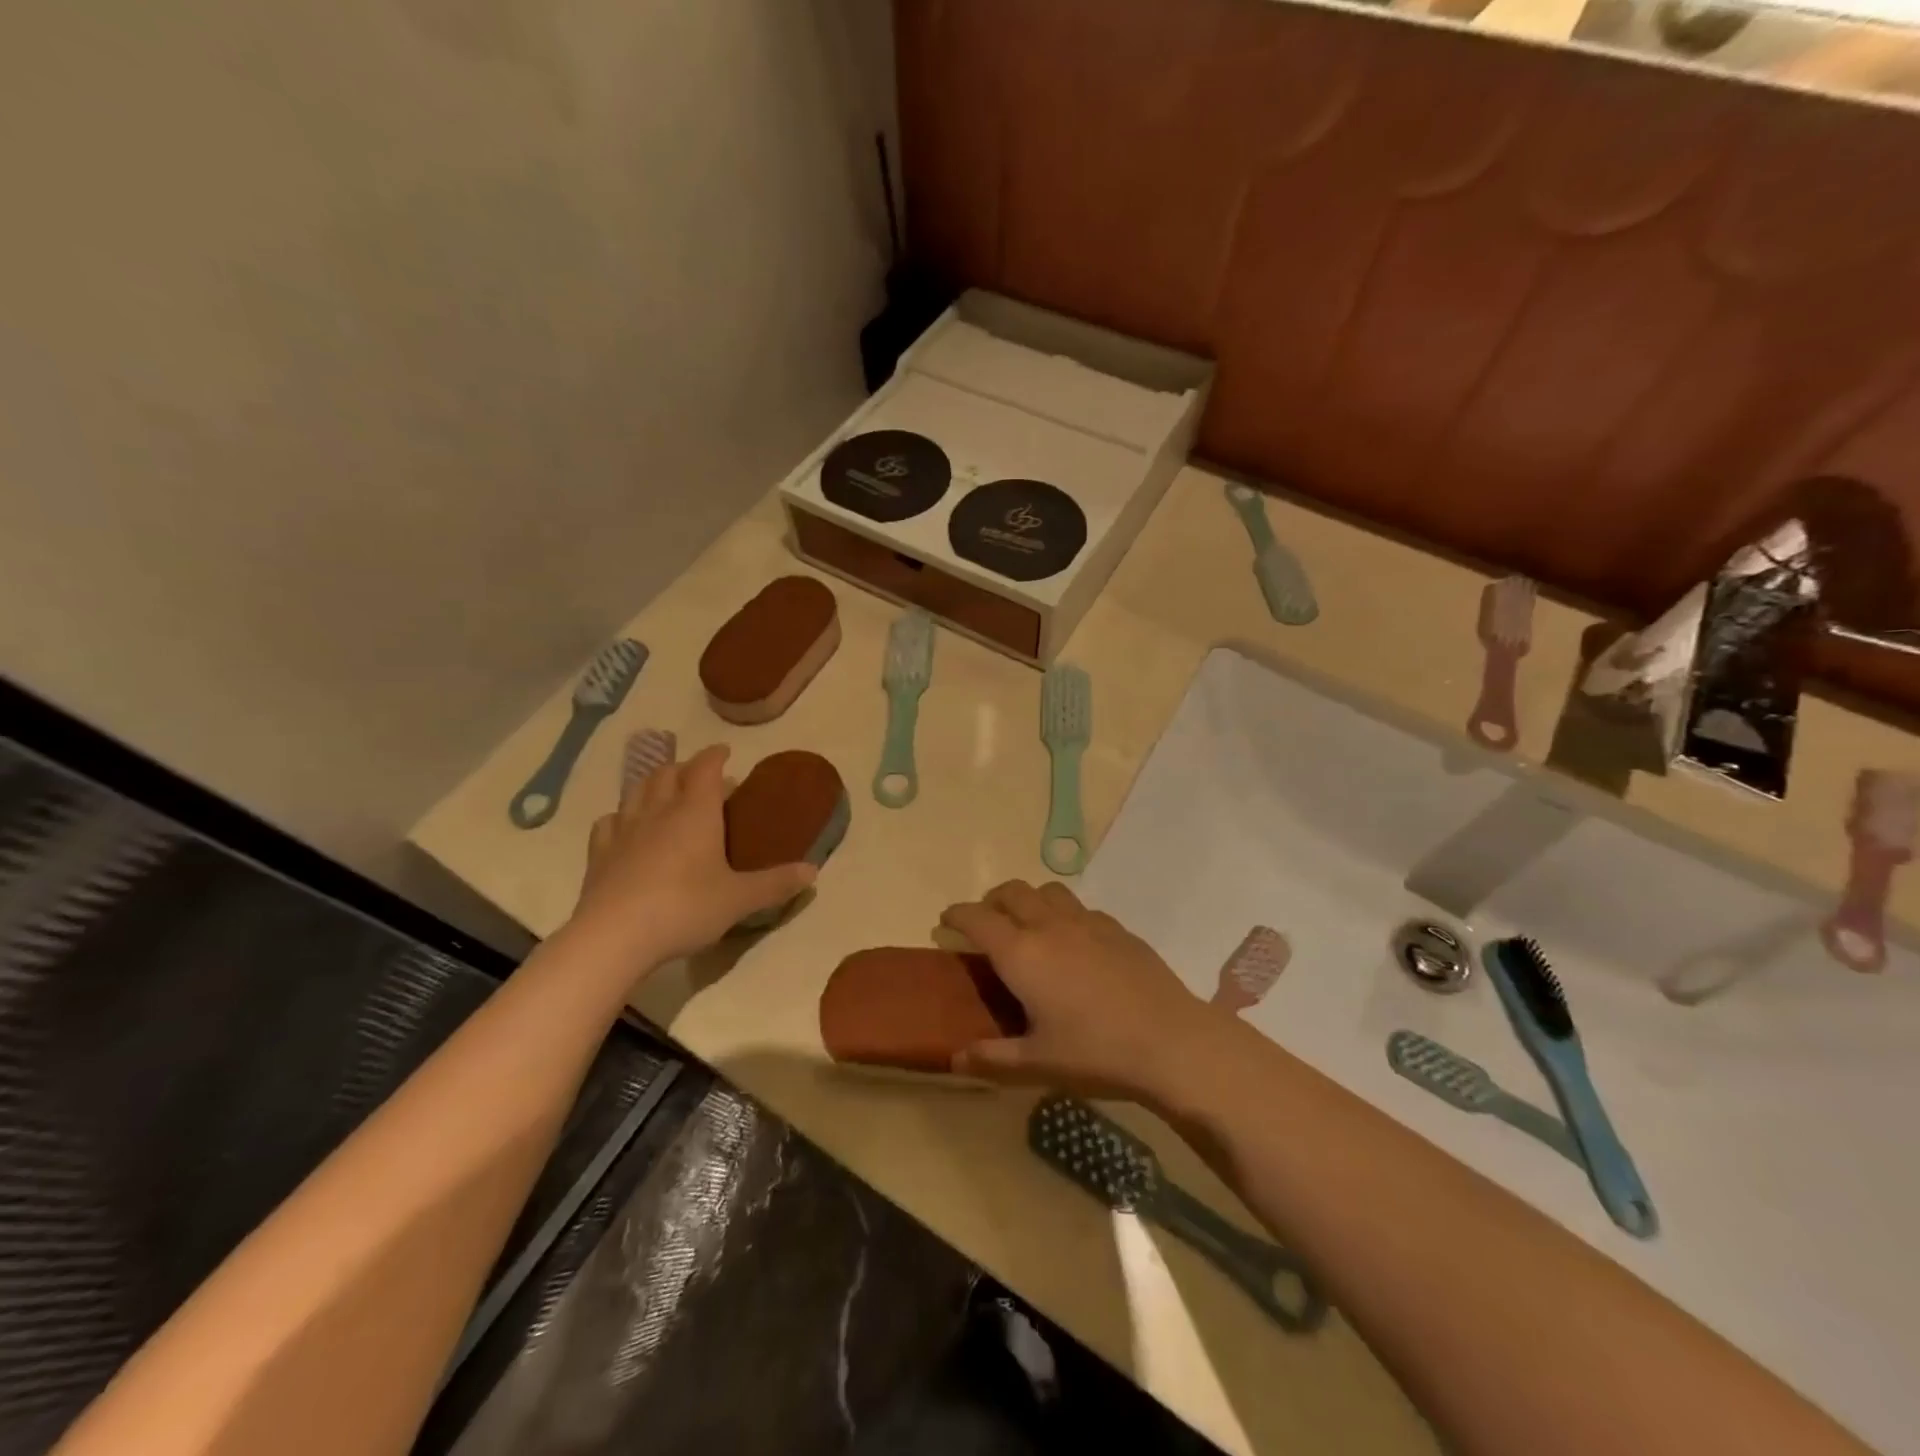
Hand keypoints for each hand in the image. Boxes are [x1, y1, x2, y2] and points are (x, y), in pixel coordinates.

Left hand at [571, 744, 815, 965]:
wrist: (614, 936)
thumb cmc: (685, 908)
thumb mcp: (740, 899)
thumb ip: (776, 883)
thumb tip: (814, 871)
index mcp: (696, 812)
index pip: (705, 768)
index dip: (715, 755)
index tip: (725, 752)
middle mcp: (659, 811)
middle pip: (667, 773)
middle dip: (684, 768)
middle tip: (699, 776)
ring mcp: (624, 831)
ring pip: (636, 791)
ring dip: (652, 784)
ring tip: (664, 793)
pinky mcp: (599, 854)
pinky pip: (609, 822)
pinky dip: (621, 816)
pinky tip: (626, 827)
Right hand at [939, 880, 1218, 1097]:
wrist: (1171, 1042)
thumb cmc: (1095, 1052)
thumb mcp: (1037, 1063)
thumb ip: (991, 1058)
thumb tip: (954, 1058)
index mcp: (1022, 953)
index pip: (977, 918)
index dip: (957, 915)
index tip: (946, 921)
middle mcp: (1050, 926)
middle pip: (1012, 892)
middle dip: (992, 900)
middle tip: (987, 924)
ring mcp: (1088, 922)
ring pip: (1048, 891)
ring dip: (1030, 899)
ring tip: (1030, 926)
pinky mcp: (1118, 929)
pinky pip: (1081, 908)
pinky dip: (1065, 915)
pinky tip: (1076, 945)